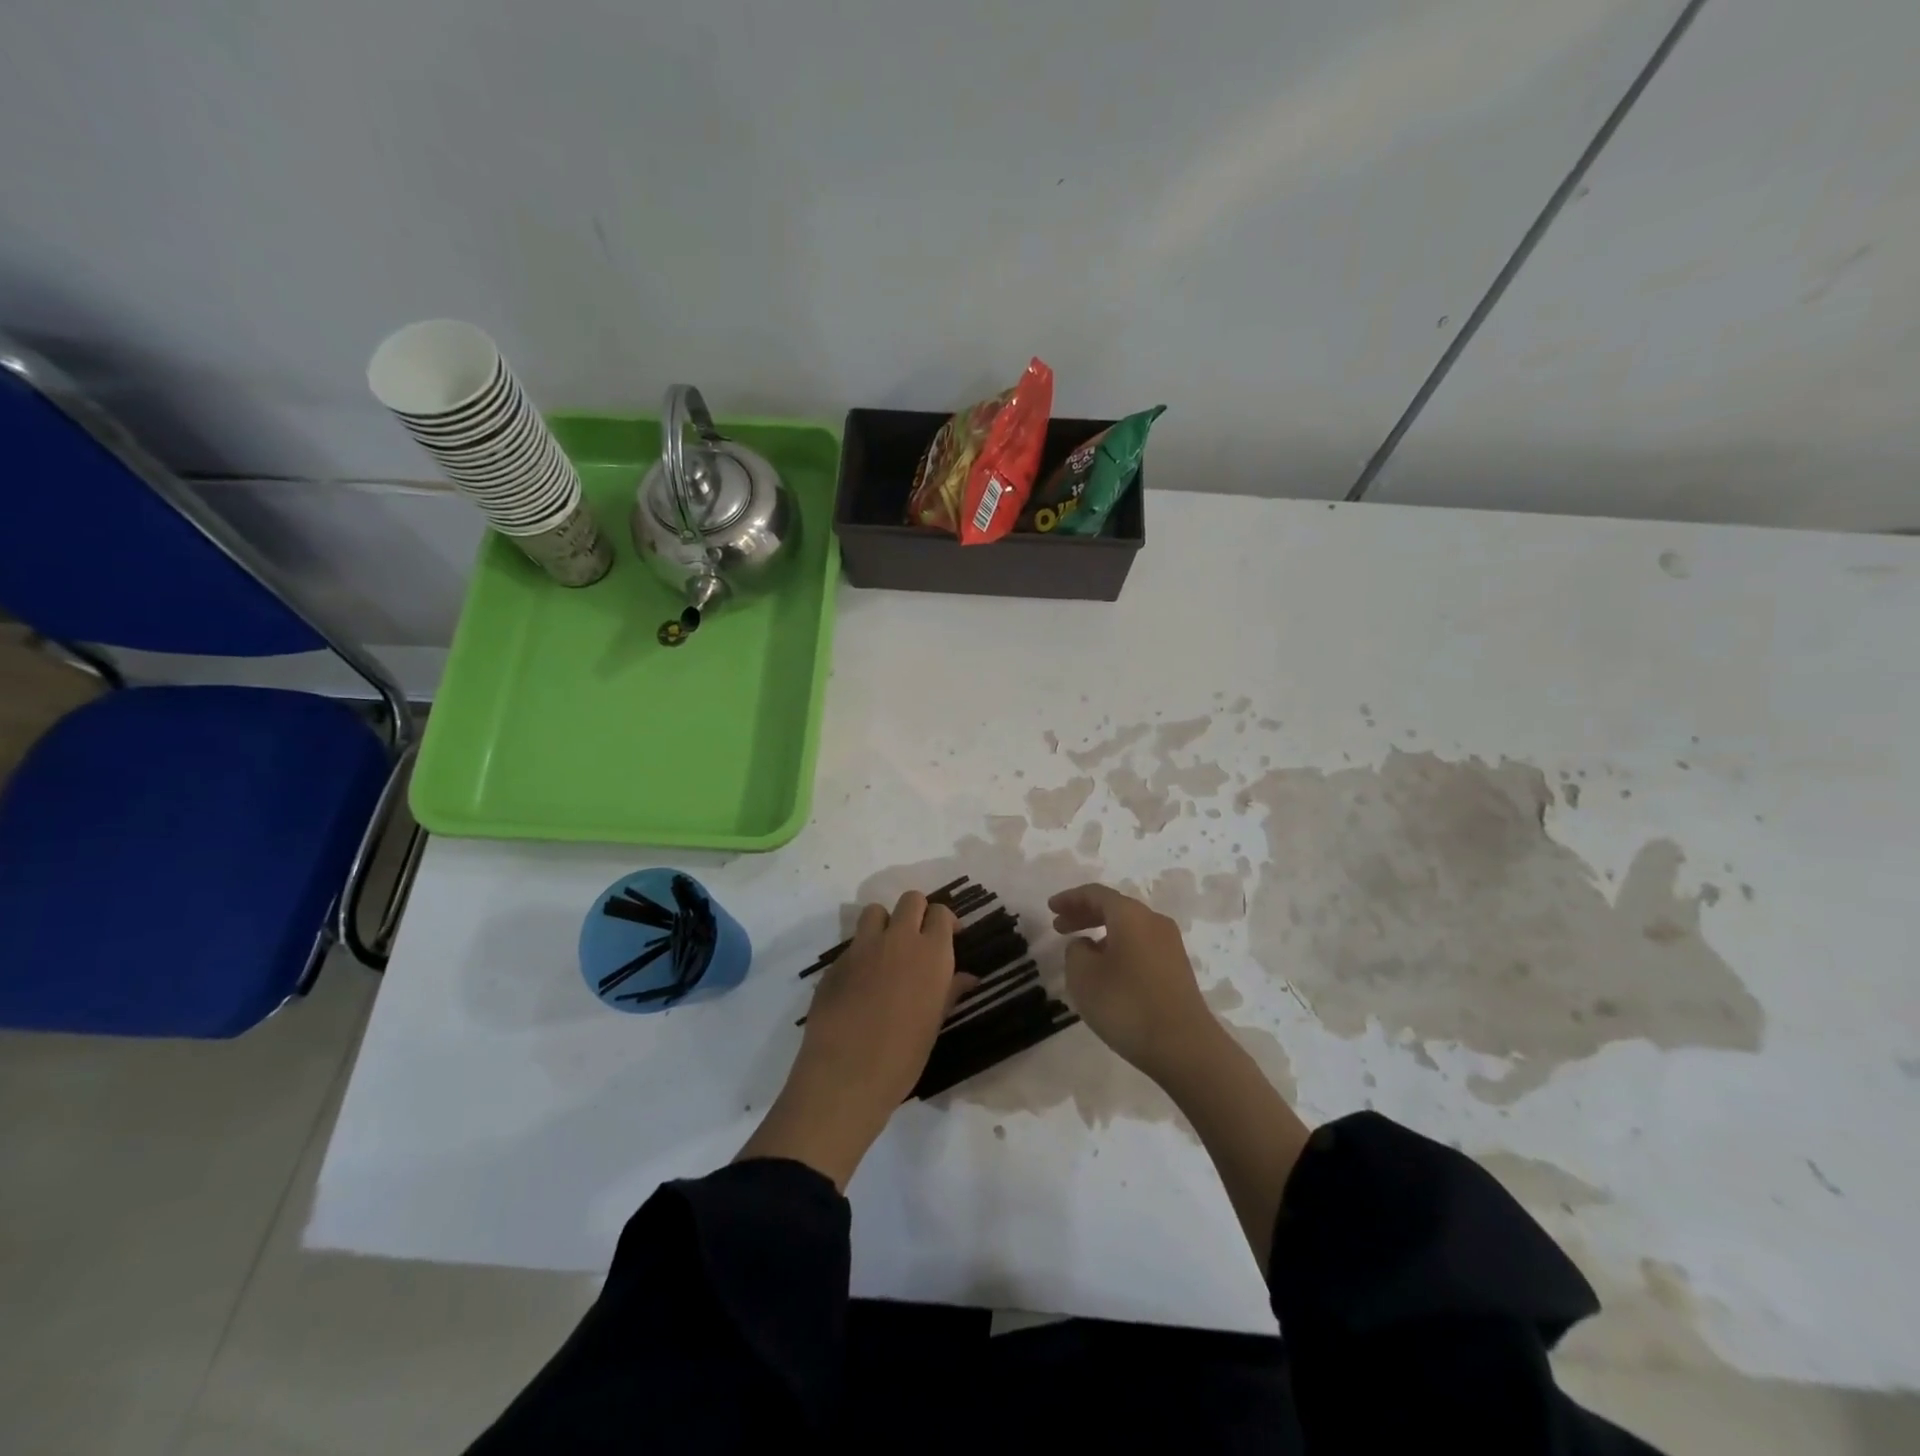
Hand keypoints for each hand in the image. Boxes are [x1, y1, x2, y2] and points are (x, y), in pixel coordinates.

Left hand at [737, 891, 959, 1187]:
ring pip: (875, 911)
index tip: (947, 937)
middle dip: (917, 912)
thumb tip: (969, 977)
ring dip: (884, 924)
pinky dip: (860, 954)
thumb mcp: (934, 1024)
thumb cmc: (903, 1056)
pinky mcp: (835, 963)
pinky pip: (852, 944)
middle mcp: (898, 940)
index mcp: (931, 953)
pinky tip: (860, 984)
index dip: (944, 921)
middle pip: (910, 900)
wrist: (846, 1075)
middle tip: (918, 939)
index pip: (940, 912)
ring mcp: (862, 947)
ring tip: (886, 952)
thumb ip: (950, 991)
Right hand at [1049, 883, 1223, 1084]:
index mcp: (1130, 915)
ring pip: (1129, 927)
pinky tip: (1107, 970)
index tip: (1050, 908)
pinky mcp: (1177, 969)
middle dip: (1084, 914)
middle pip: (1114, 908)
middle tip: (1059, 927)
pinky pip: (1140, 945)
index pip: (1095, 894)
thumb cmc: (1127, 1004)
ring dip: (1101, 933)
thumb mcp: (1083, 976)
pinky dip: (1118, 947)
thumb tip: (1087, 945)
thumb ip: (1075, 951)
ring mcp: (1170, 946)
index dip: (1070, 899)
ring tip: (1080, 951)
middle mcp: (1154, 922)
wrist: (1185, 1047)